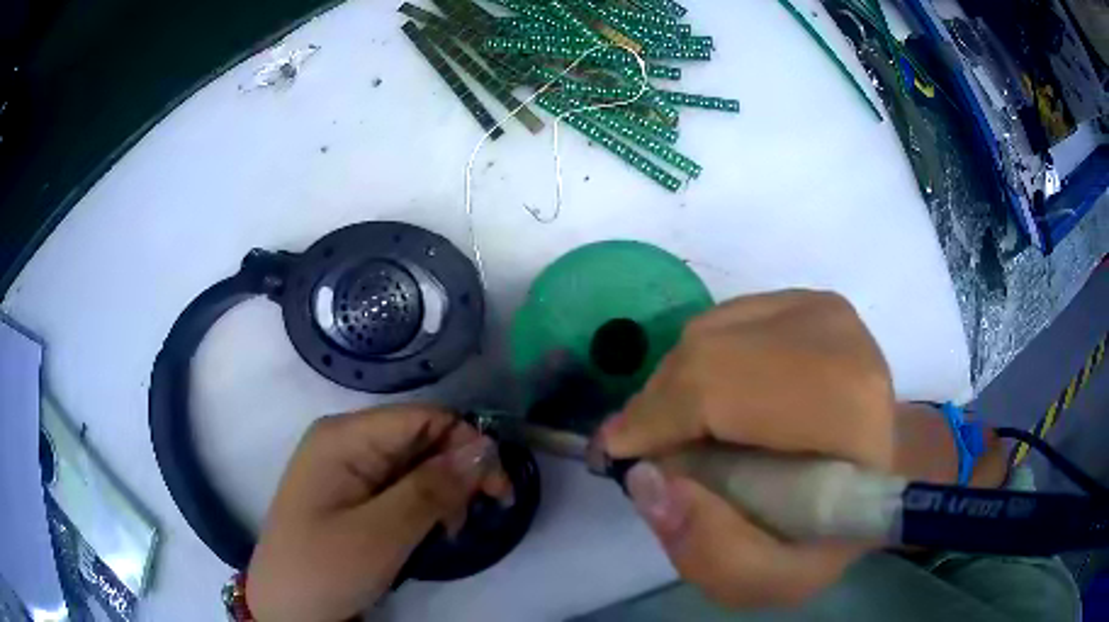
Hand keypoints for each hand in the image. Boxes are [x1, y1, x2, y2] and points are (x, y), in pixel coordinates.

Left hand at [246, 405, 510, 621]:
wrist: (286, 609)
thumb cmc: (325, 568)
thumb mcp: (381, 533)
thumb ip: (432, 489)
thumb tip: (485, 447)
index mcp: (344, 436)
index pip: (422, 417)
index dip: (467, 444)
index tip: (498, 488)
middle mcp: (345, 441)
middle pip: (420, 438)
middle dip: (458, 472)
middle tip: (484, 513)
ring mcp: (346, 468)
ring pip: (414, 464)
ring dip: (444, 493)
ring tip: (451, 531)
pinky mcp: (351, 493)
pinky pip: (399, 486)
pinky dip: (425, 506)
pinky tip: (432, 530)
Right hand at [601, 290, 894, 607]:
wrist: (876, 473)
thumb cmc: (834, 530)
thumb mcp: (776, 578)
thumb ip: (712, 552)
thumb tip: (648, 479)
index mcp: (846, 404)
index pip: (722, 385)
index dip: (658, 419)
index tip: (619, 456)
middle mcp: (838, 336)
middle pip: (708, 352)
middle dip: (658, 406)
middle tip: (646, 452)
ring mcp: (822, 309)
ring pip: (707, 332)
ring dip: (677, 388)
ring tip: (685, 435)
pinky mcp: (806, 301)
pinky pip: (720, 321)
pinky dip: (698, 365)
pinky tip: (717, 405)